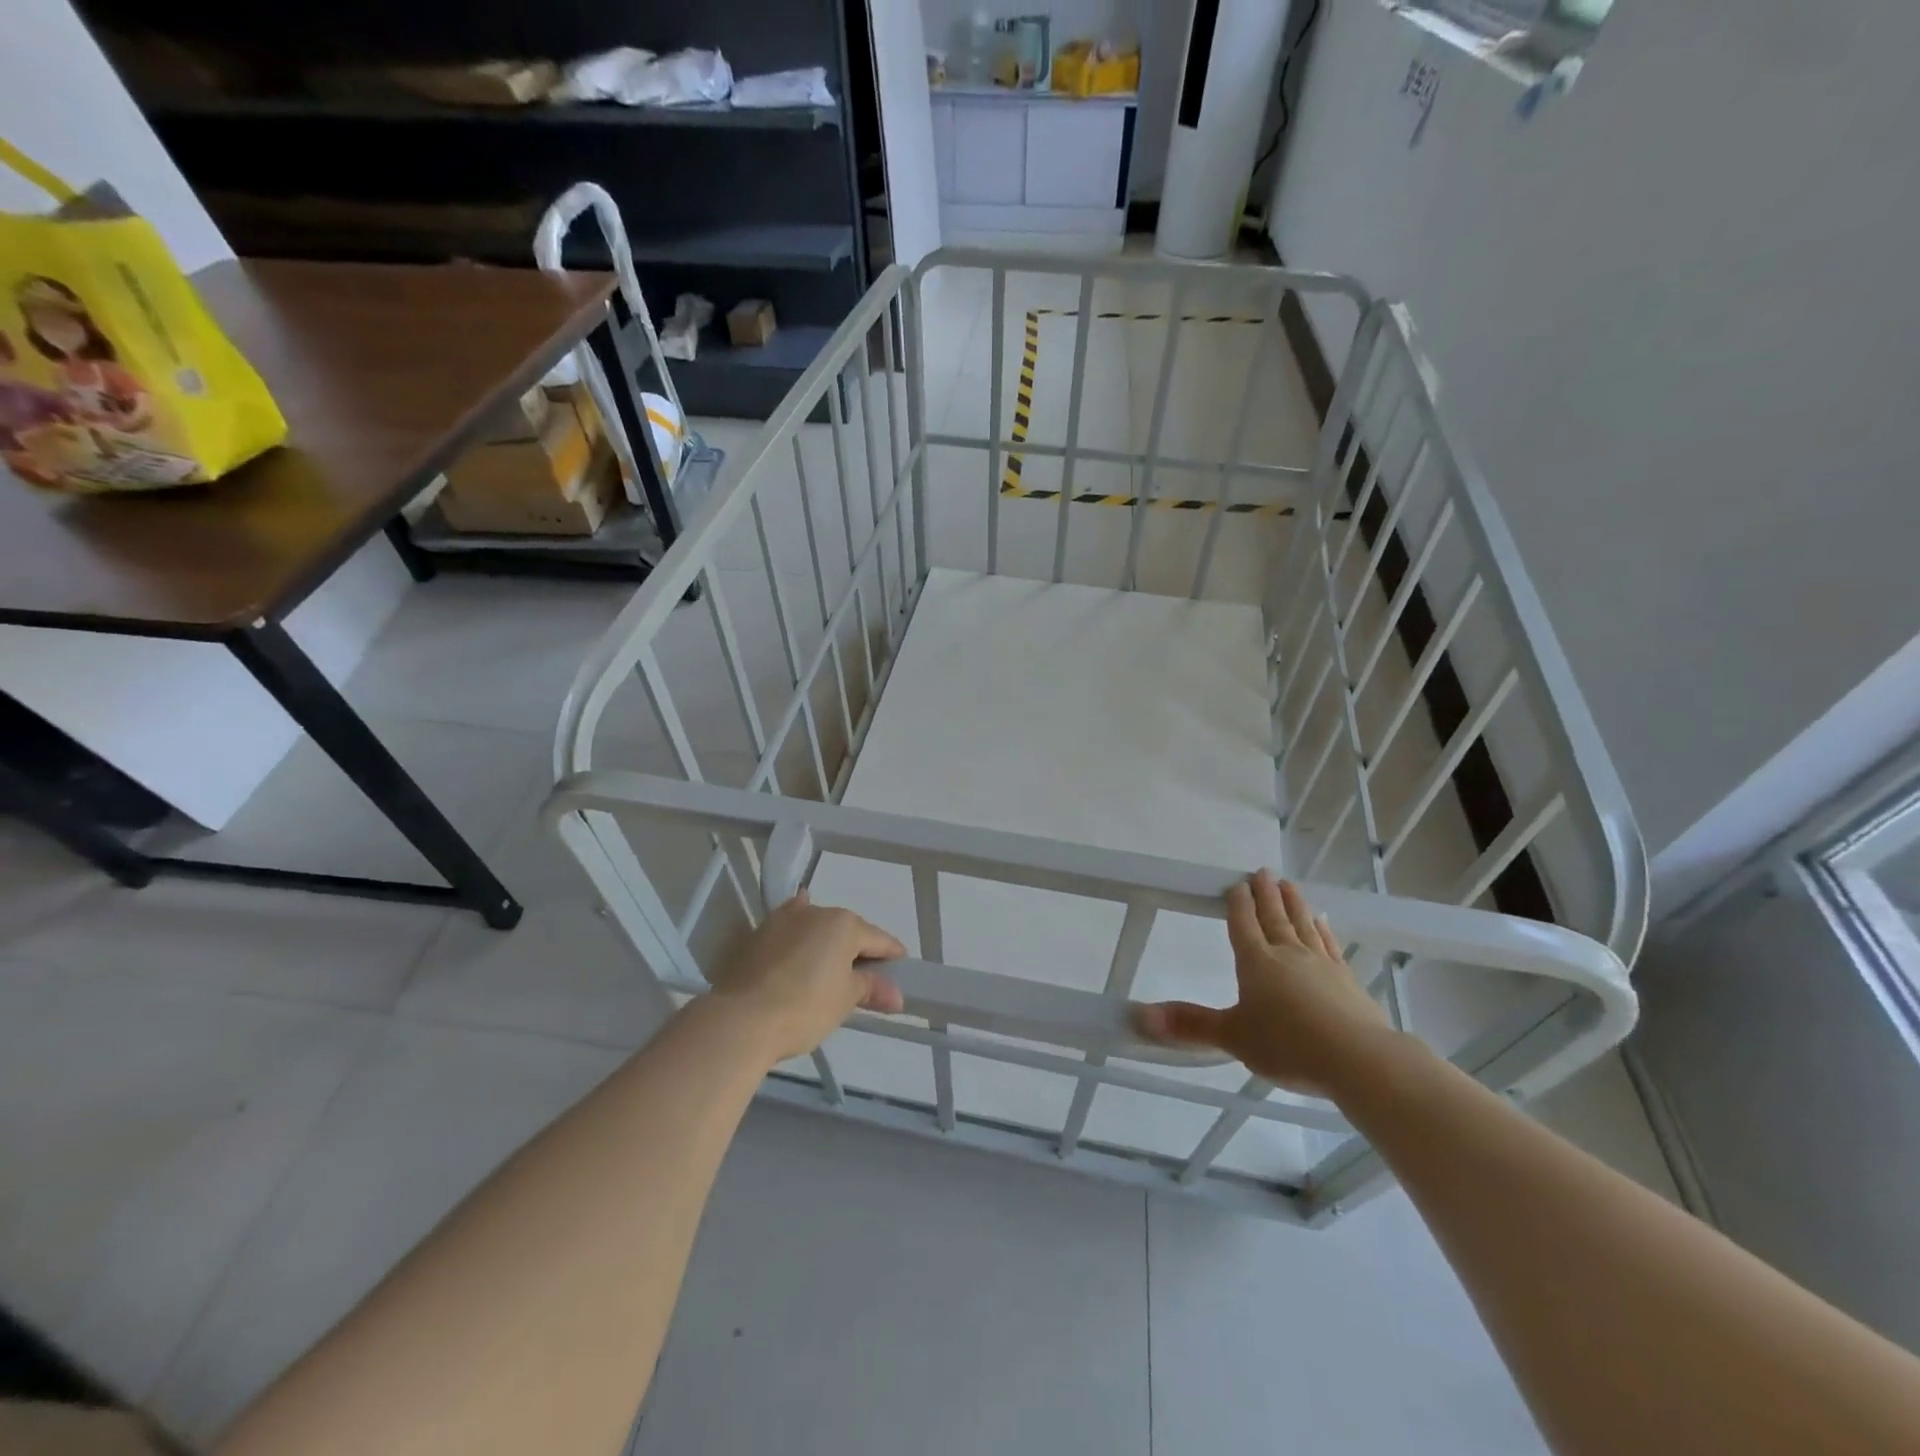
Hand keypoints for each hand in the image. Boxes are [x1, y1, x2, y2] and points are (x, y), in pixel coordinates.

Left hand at [708, 892, 905, 1062]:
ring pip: (816, 926)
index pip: (879, 939)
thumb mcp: (845, 1000)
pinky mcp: (759, 935)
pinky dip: (798, 930)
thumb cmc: (805, 1007)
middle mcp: (816, 912)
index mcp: (844, 924)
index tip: (902, 971)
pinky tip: (799, 930)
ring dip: (827, 941)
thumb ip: (871, 989)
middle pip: (847, 930)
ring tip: (833, 964)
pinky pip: (788, 927)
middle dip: (858, 950)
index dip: (893, 956)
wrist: (741, 1019)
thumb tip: (896, 995)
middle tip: (866, 978)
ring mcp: (783, 920)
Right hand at [1135, 871, 1392, 1095]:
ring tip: (1289, 884)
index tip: (1236, 883)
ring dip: (1294, 903)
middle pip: (1274, 917)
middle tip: (1263, 871)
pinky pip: (1331, 945)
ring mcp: (1321, 964)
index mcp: (1256, 962)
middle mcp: (1288, 954)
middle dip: (1266, 894)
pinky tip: (1324, 921)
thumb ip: (1190, 1025)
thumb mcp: (1233, 1036)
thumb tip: (1140, 1017)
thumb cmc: (1288, 1045)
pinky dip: (1324, 930)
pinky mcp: (1347, 980)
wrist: (1359, 1059)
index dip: (1238, 903)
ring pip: (1303, 924)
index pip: (1243, 924)